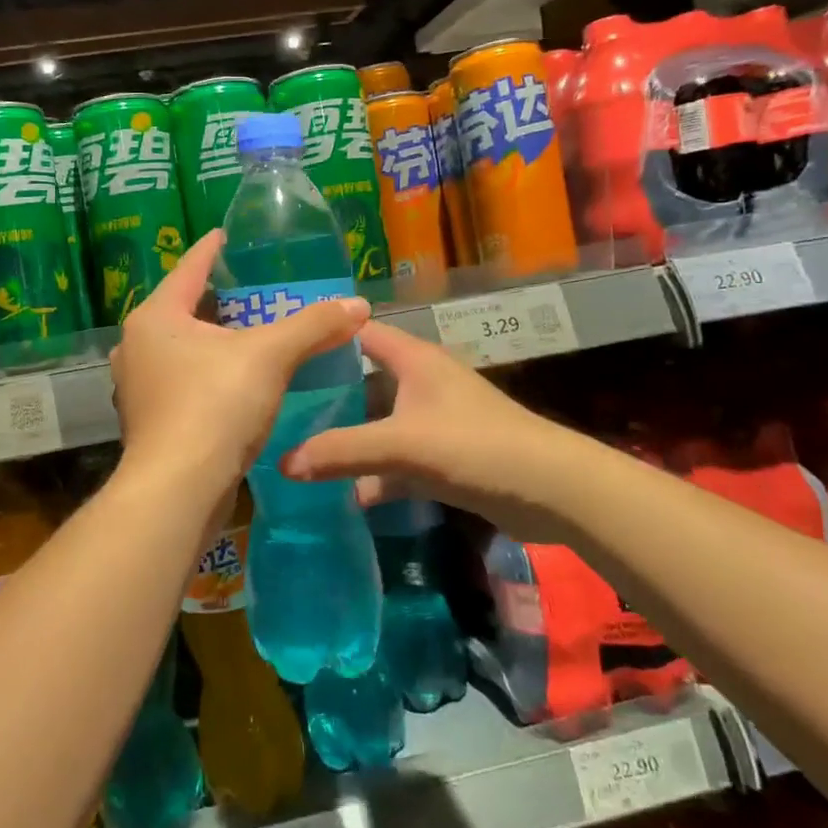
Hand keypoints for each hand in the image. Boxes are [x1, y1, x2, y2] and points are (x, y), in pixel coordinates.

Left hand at [110, 229, 369, 493]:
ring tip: (249, 334)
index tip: (228, 235)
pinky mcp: (150, 422)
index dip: (212, 250)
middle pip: (183, 310)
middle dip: (217, 300)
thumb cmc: (214, 407)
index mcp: (156, 317)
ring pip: (181, 350)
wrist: (178, 490)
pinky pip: (182, 382)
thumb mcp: (269, 357)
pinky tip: (235, 382)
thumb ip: (313, 326)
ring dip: (212, 341)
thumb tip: (359, 305)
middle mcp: (136, 347)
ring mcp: (138, 387)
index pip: (189, 268)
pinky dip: (208, 374)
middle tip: (253, 290)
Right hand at [280, 321, 570, 541]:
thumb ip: (342, 451)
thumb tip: (283, 464)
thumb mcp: (402, 445)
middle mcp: (422, 383)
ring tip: (298, 451)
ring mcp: (433, 422)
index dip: (324, 335)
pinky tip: (346, 495)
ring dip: (348, 439)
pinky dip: (375, 476)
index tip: (282, 349)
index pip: (361, 332)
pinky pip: (397, 460)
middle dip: (325, 395)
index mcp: (414, 360)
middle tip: (277, 407)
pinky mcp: (443, 458)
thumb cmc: (475, 446)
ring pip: (378, 423)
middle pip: (363, 380)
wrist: (551, 491)